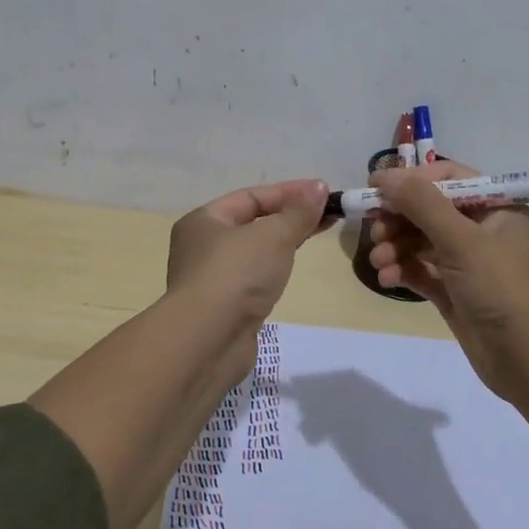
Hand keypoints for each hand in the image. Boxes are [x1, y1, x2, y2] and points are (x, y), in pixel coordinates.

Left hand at [166, 179, 330, 326]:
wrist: (207, 341)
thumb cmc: (235, 275)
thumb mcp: (273, 236)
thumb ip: (298, 212)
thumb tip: (319, 187)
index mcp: (204, 220)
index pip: (251, 197)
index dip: (289, 192)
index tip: (324, 192)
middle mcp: (201, 246)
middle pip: (252, 222)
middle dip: (289, 216)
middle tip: (326, 214)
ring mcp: (212, 279)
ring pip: (254, 252)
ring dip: (282, 242)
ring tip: (314, 236)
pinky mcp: (224, 308)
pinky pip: (253, 277)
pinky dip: (273, 269)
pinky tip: (291, 269)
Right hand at [366, 159, 528, 398]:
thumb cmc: (502, 287)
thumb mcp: (462, 239)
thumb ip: (421, 204)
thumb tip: (385, 175)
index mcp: (495, 207)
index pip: (447, 178)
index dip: (411, 179)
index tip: (376, 186)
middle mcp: (482, 229)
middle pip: (429, 210)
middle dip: (398, 218)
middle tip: (375, 229)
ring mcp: (468, 263)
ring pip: (421, 241)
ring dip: (396, 246)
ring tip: (379, 260)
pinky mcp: (455, 291)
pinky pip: (421, 270)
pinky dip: (403, 270)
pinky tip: (387, 278)